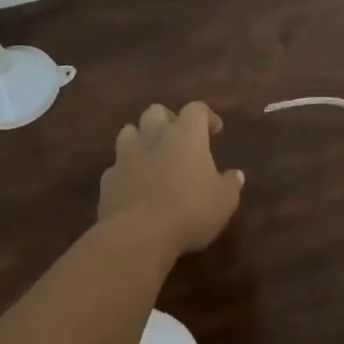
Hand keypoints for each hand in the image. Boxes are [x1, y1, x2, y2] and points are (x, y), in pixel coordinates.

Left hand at [98, 102, 244, 255]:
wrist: (138, 234)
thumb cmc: (190, 210)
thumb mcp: (224, 201)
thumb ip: (230, 184)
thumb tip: (236, 175)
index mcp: (186, 135)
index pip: (196, 109)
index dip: (207, 116)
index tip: (215, 130)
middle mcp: (153, 137)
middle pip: (156, 112)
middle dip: (168, 120)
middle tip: (180, 139)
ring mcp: (126, 156)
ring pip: (129, 131)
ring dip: (141, 138)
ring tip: (153, 156)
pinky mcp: (108, 179)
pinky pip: (117, 165)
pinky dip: (127, 170)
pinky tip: (135, 185)